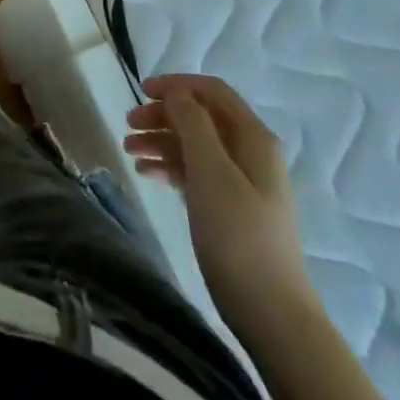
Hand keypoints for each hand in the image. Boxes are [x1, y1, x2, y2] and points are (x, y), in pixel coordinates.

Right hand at [124, 75, 314, 322]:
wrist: (271, 314)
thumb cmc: (238, 235)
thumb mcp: (211, 171)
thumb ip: (192, 124)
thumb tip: (177, 93)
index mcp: (254, 137)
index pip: (212, 91)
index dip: (176, 85)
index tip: (140, 91)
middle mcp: (251, 153)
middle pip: (201, 117)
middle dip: (163, 115)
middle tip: (127, 125)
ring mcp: (242, 182)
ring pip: (195, 145)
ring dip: (161, 140)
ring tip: (128, 150)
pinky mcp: (231, 208)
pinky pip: (196, 172)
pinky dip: (170, 166)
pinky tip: (146, 173)